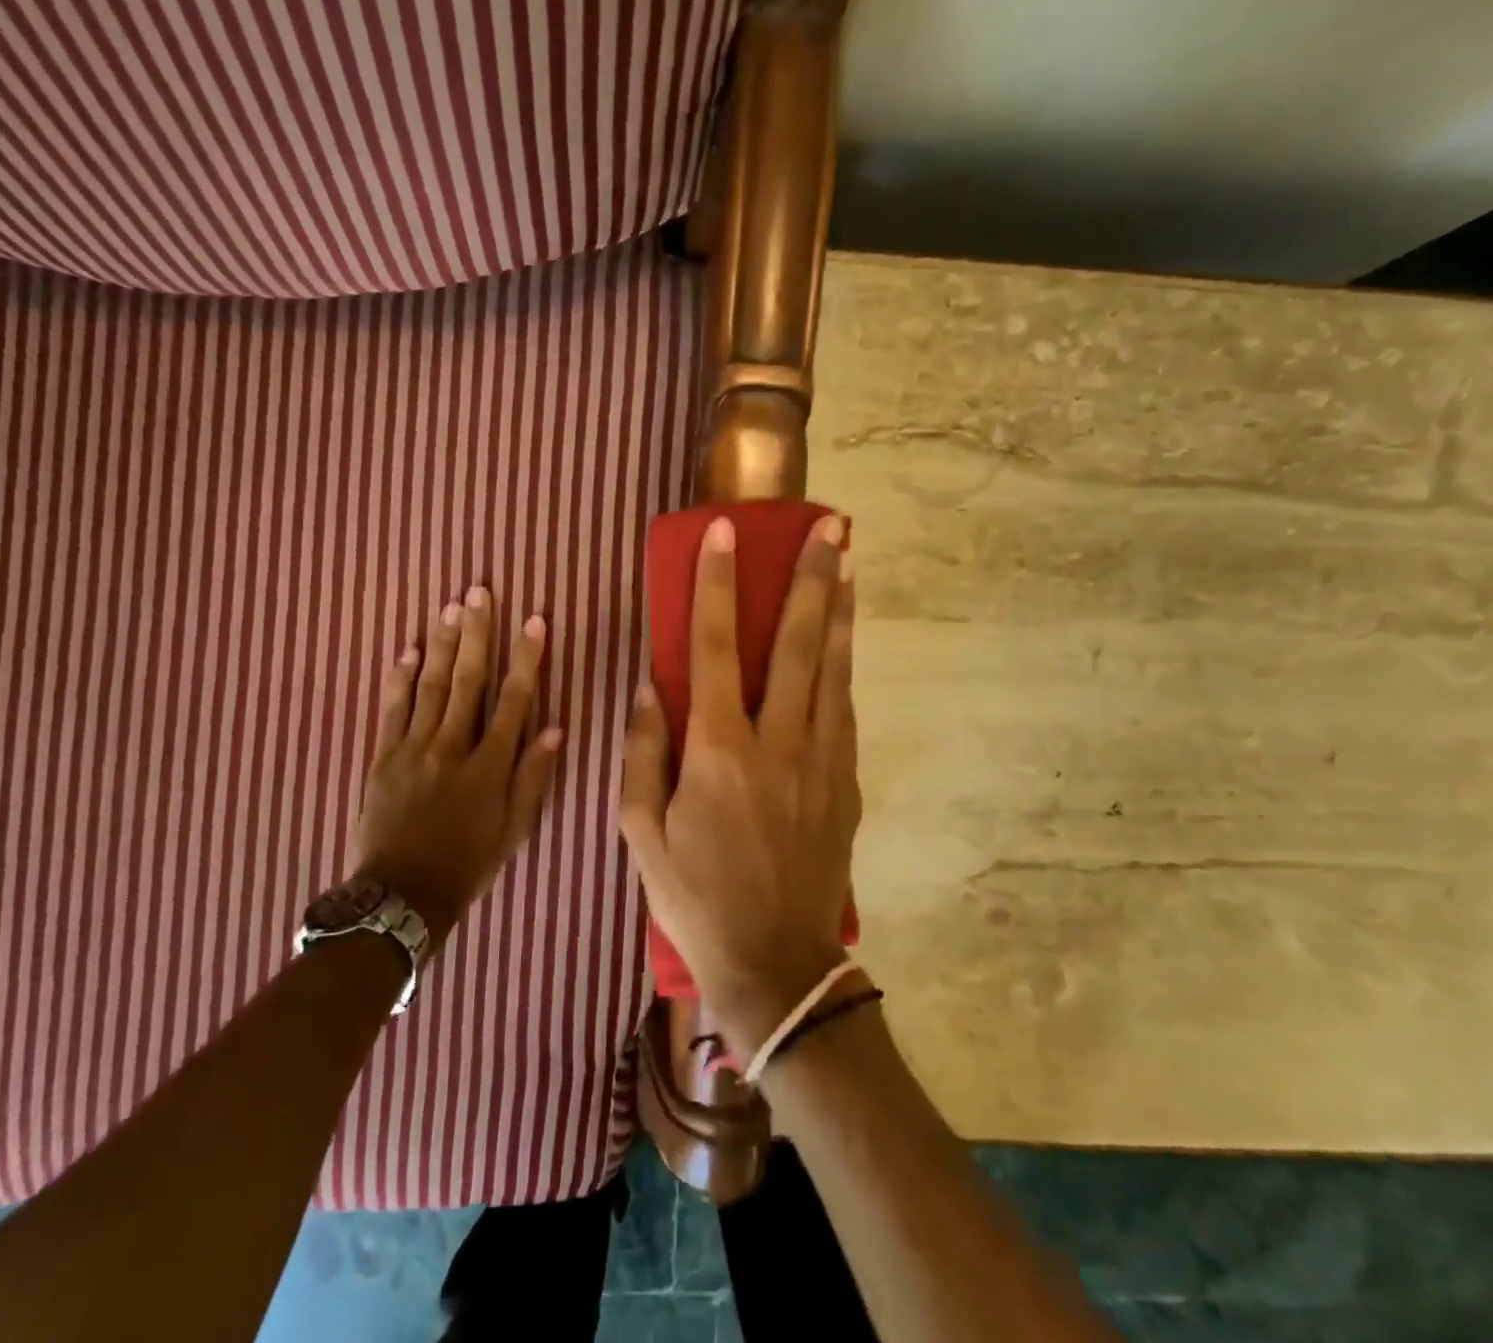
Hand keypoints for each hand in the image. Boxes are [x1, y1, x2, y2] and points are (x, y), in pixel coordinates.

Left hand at [350, 589, 563, 941]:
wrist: (402, 895)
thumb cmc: (468, 863)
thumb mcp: (514, 829)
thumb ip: (533, 778)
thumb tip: (554, 728)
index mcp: (489, 765)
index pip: (513, 700)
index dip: (525, 658)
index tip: (534, 621)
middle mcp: (451, 747)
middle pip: (467, 681)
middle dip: (476, 634)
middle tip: (479, 592)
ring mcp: (412, 749)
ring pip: (429, 687)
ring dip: (440, 644)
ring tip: (449, 608)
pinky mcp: (382, 757)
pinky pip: (391, 711)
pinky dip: (398, 679)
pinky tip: (405, 650)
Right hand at [619, 515, 860, 1059]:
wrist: (776, 966)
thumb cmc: (695, 899)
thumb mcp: (642, 833)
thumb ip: (643, 753)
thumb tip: (649, 688)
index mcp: (720, 751)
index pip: (716, 647)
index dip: (718, 584)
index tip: (724, 532)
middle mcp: (779, 742)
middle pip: (800, 643)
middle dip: (812, 578)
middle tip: (830, 526)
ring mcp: (822, 761)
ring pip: (835, 669)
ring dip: (841, 611)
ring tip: (850, 562)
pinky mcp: (845, 783)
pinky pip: (844, 709)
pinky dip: (844, 665)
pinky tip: (845, 640)